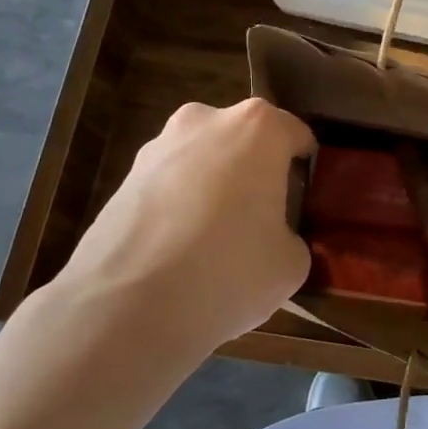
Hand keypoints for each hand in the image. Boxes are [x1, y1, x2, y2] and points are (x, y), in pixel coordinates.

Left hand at [50, 99, 315, 350]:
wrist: (126, 308)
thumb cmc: (228, 271)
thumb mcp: (291, 265)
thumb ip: (291, 238)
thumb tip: (274, 240)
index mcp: (258, 127)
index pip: (296, 135)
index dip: (304, 172)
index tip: (303, 205)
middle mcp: (207, 120)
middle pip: (245, 142)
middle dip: (254, 174)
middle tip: (260, 224)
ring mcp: (158, 146)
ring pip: (203, 162)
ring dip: (213, 190)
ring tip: (212, 245)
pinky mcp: (123, 178)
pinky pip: (169, 187)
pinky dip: (178, 210)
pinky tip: (177, 256)